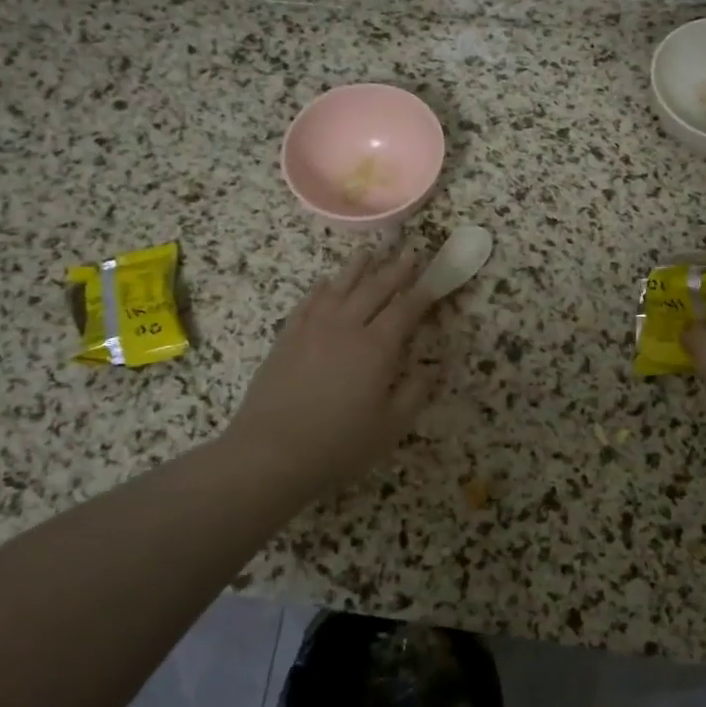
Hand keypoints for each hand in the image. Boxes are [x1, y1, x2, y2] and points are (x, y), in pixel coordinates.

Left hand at [227, 249, 439, 491]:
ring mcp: (312, 329)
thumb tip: (434, 366)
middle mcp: (346, 327)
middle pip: (374, 290)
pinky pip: (308, 303)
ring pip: (339, 288)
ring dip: (357, 268)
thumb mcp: (390, 427)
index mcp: (377, 348)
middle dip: (395, 271)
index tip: (433, 280)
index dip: (422, 294)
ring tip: (369, 253)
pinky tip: (326, 282)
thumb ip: (415, 392)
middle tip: (409, 255)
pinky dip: (321, 288)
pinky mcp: (287, 338)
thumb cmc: (339, 445)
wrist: (271, 453)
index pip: (405, 311)